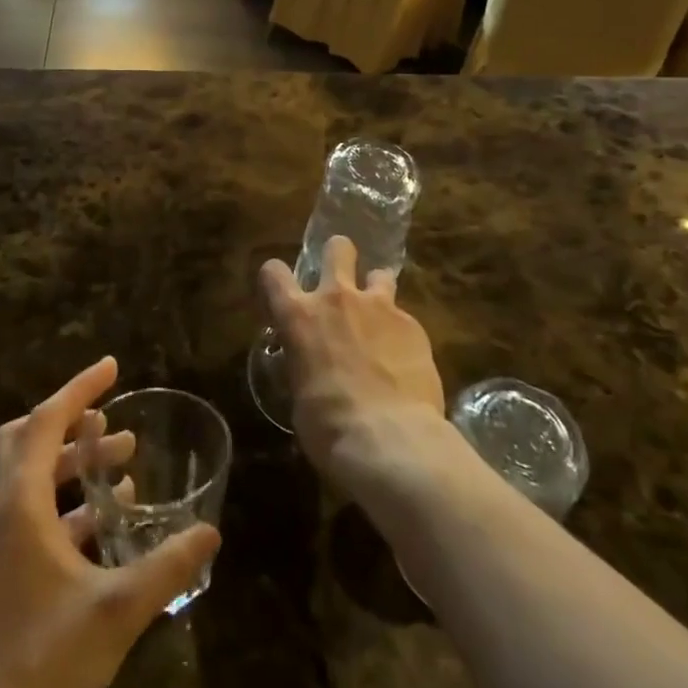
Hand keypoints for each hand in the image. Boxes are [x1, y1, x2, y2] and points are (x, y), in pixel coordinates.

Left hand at [0, 357, 219, 687]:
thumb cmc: (52, 656)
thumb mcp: (121, 607)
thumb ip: (168, 565)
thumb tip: (210, 531)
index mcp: (21, 504)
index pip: (45, 421)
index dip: (79, 389)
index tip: (112, 367)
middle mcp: (5, 509)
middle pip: (26, 437)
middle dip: (69, 417)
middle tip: (110, 415)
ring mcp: (3, 539)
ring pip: (33, 472)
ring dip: (75, 457)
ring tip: (124, 456)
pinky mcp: (9, 565)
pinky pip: (39, 507)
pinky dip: (72, 496)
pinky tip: (112, 513)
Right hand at [259, 237, 444, 478]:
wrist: (390, 439)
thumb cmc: (328, 426)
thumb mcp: (299, 394)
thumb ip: (303, 364)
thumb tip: (310, 366)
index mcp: (298, 316)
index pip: (274, 273)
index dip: (275, 279)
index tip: (281, 293)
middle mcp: (337, 298)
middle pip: (337, 248)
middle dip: (338, 256)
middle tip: (340, 282)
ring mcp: (379, 306)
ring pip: (379, 273)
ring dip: (376, 290)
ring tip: (379, 317)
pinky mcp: (413, 325)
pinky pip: (403, 317)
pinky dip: (400, 332)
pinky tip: (404, 360)